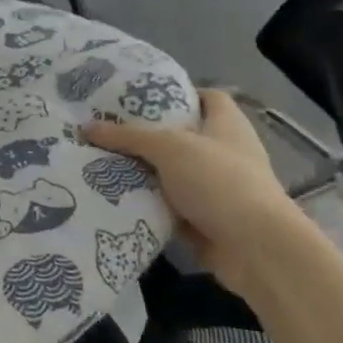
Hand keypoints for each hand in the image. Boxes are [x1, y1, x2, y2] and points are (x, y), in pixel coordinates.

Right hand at [83, 90, 309, 296]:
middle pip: (180, 136)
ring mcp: (215, 188)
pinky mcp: (204, 219)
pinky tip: (111, 195)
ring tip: (98, 159)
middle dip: (145, 134)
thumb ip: (128, 136)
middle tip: (105, 128)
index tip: (139, 96)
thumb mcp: (169, 148)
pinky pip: (167, 205)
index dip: (178, 93)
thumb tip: (86, 127)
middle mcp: (223, 152)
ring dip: (141, 170)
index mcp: (226, 125)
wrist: (256, 249)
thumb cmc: (219, 181)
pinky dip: (145, 202)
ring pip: (170, 173)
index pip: (206, 96)